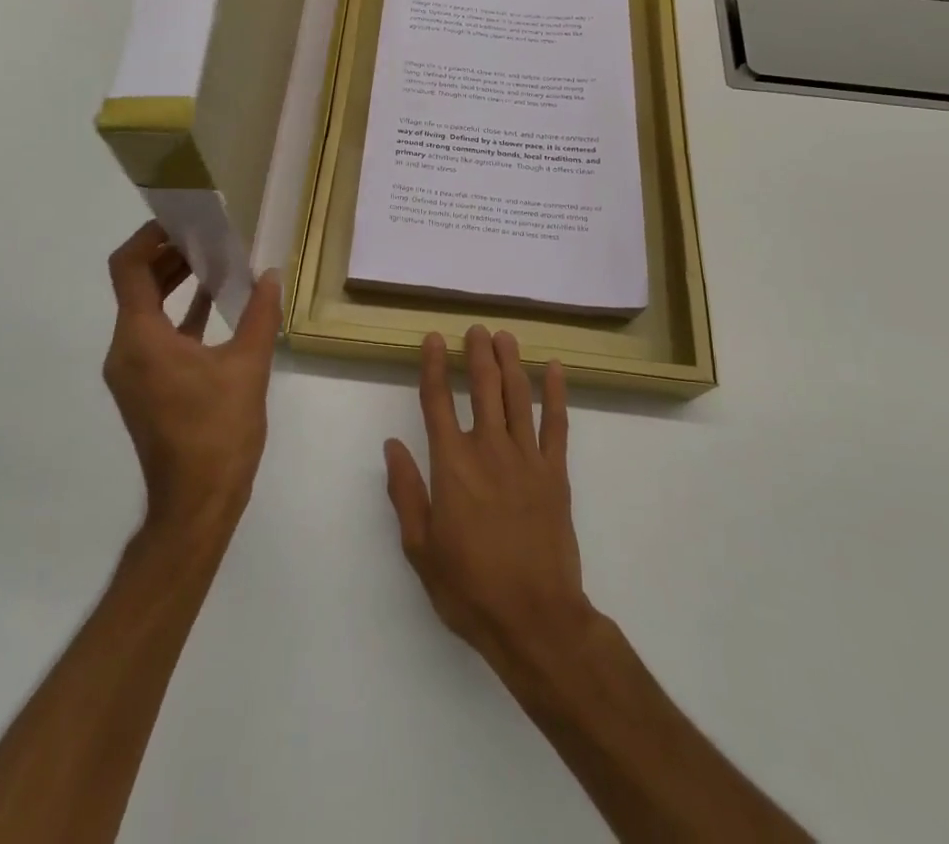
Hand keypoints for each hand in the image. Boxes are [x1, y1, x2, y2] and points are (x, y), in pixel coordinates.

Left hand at [104, 221, 280, 537]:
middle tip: (207, 235)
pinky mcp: (145, 387)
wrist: (196, 504)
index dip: (148, 236)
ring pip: (146, 310)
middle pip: (136, 285)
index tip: (181, 220)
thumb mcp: (248, 367)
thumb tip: (271, 275)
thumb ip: (261, 314)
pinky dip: (180, 314)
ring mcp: (132, 371)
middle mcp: (125, 350)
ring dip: (175, 283)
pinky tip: (216, 302)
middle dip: (169, 256)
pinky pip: (156, 335)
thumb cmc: (218, 432)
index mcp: (140, 339)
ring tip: (215, 261)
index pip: (128, 268)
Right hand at [384, 326, 594, 679]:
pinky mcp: (556, 473)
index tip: (434, 339)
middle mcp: (489, 449)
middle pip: (483, 387)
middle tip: (476, 329)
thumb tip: (392, 446)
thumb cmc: (470, 587)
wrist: (535, 619)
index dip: (435, 366)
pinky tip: (553, 369)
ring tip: (504, 337)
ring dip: (511, 362)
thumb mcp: (421, 548)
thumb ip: (406, 492)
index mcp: (452, 465)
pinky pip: (556, 424)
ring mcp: (527, 458)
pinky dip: (555, 394)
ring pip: (518, 396)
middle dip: (478, 353)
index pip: (438, 402)